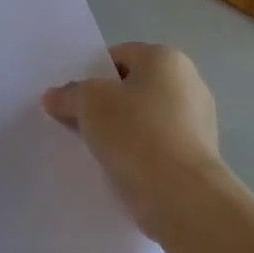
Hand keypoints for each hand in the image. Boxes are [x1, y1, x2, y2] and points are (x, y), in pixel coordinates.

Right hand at [42, 43, 226, 235]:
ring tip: (96, 151)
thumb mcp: (88, 104)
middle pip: (133, 88)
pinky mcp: (199, 155)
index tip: (74, 100)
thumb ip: (69, 94)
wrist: (182, 196)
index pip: (119, 56)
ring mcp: (199, 121)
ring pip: (145, 119)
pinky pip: (158, 146)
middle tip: (79, 124)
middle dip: (106, 104)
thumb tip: (54, 96)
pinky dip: (140, 154)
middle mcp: (189, 82)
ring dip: (122, 131)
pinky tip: (120, 169)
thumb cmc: (136, 134)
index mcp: (166, 59)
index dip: (92, 75)